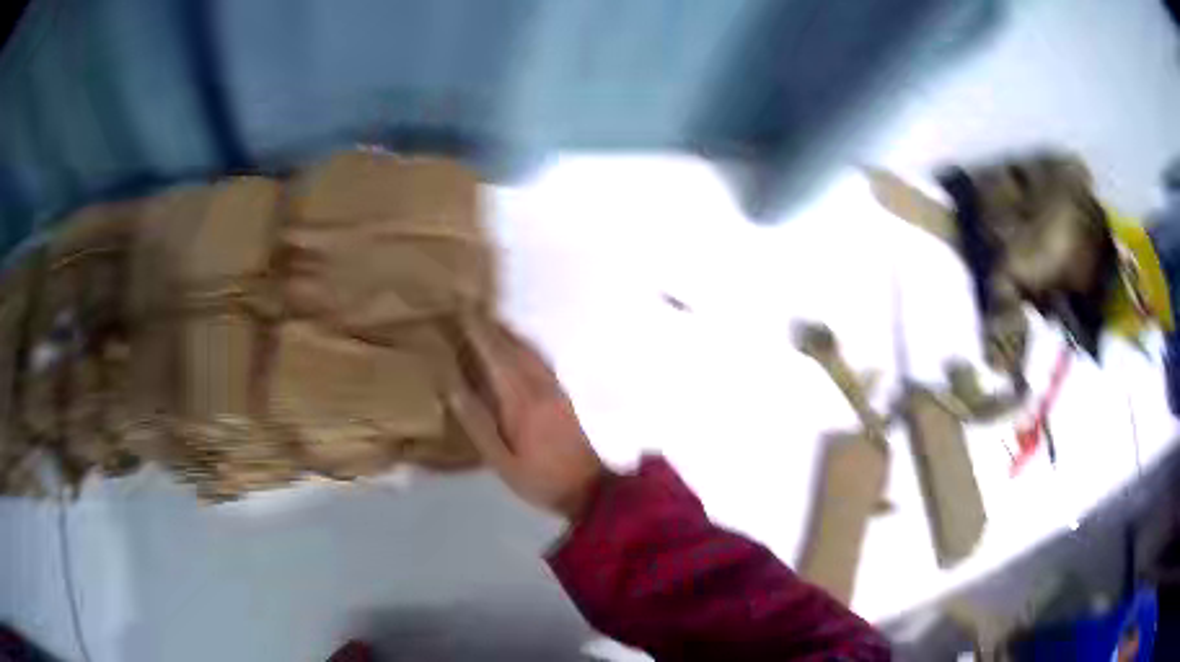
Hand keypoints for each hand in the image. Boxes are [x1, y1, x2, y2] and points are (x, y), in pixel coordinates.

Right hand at [449, 315, 605, 519]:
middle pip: (514, 346)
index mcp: (521, 400)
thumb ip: (477, 423)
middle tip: (471, 309)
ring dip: (509, 333)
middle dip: (493, 326)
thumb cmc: (539, 478)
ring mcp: (555, 389)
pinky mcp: (564, 396)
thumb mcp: (500, 460)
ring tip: (489, 323)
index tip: (462, 311)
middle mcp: (540, 386)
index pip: (496, 355)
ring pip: (530, 350)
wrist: (589, 489)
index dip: (479, 332)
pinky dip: (524, 346)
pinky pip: (540, 359)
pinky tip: (517, 350)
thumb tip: (452, 388)